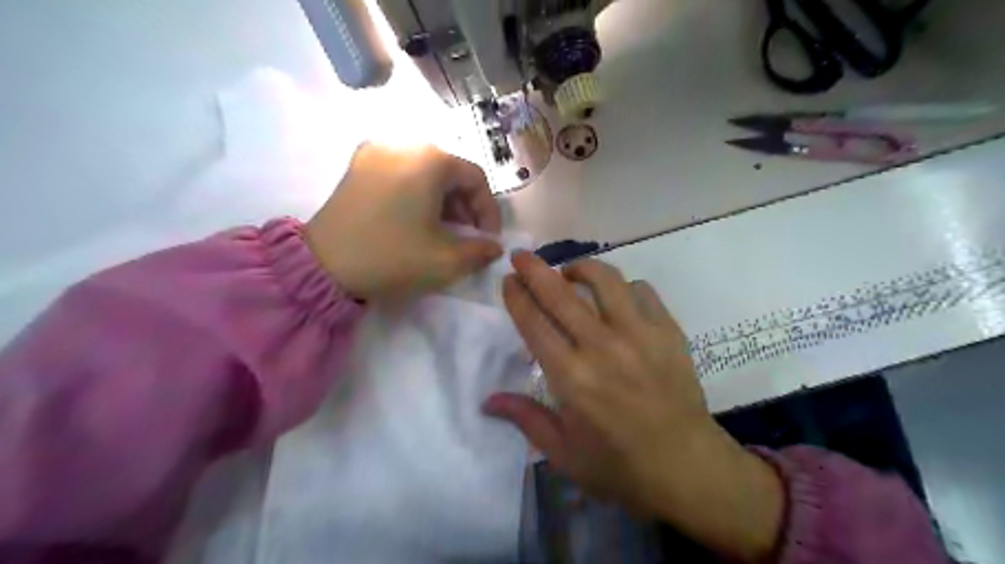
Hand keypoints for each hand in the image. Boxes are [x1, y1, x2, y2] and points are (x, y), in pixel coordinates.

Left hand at [299, 144, 500, 298]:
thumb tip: (493, 247)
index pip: (475, 178)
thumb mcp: (446, 261)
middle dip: (465, 205)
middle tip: (468, 236)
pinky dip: (416, 194)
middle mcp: (403, 144)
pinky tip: (414, 220)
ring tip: (442, 230)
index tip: (488, 238)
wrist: (322, 266)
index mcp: (429, 160)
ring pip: (424, 172)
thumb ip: (480, 251)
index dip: (489, 210)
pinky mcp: (356, 167)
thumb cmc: (392, 257)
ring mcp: (375, 152)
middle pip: (449, 171)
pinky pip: (400, 174)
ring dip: (442, 200)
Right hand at [485, 253, 784, 561]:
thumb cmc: (619, 466)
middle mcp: (602, 346)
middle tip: (522, 256)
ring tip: (571, 272)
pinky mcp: (668, 332)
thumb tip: (487, 401)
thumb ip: (525, 419)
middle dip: (535, 269)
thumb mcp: (563, 453)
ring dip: (581, 268)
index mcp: (571, 377)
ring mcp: (639, 334)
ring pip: (605, 280)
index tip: (508, 280)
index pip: (534, 322)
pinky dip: (623, 287)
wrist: (688, 467)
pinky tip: (617, 298)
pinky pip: (642, 291)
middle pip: (561, 293)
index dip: (517, 296)